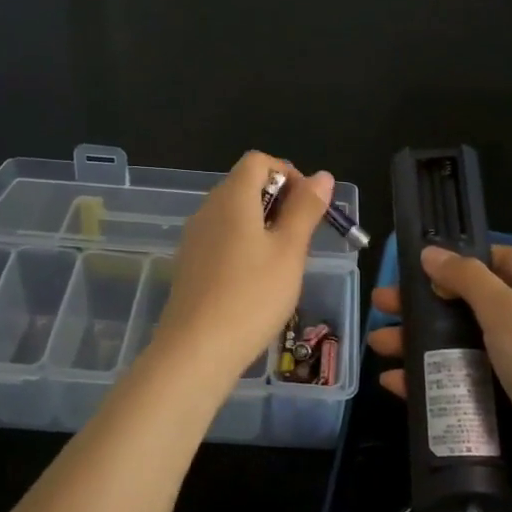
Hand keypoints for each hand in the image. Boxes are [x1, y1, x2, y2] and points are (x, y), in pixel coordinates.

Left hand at [152, 151, 332, 383]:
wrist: (196, 351)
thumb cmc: (252, 296)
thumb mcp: (290, 251)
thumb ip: (306, 209)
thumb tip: (322, 176)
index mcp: (231, 198)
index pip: (258, 161)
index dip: (288, 173)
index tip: (308, 206)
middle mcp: (207, 210)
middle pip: (244, 185)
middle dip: (279, 201)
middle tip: (302, 237)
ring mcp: (194, 239)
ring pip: (233, 215)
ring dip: (263, 225)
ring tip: (284, 261)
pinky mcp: (189, 266)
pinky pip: (221, 239)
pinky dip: (244, 245)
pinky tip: (257, 281)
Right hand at [367, 245, 511, 511]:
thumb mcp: (508, 311)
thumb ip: (467, 279)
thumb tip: (431, 252)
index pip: (499, 261)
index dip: (460, 259)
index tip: (418, 264)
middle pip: (467, 305)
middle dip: (424, 303)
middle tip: (382, 304)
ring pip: (456, 346)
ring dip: (417, 342)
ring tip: (377, 344)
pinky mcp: (500, 405)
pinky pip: (456, 385)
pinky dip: (426, 381)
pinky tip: (393, 382)